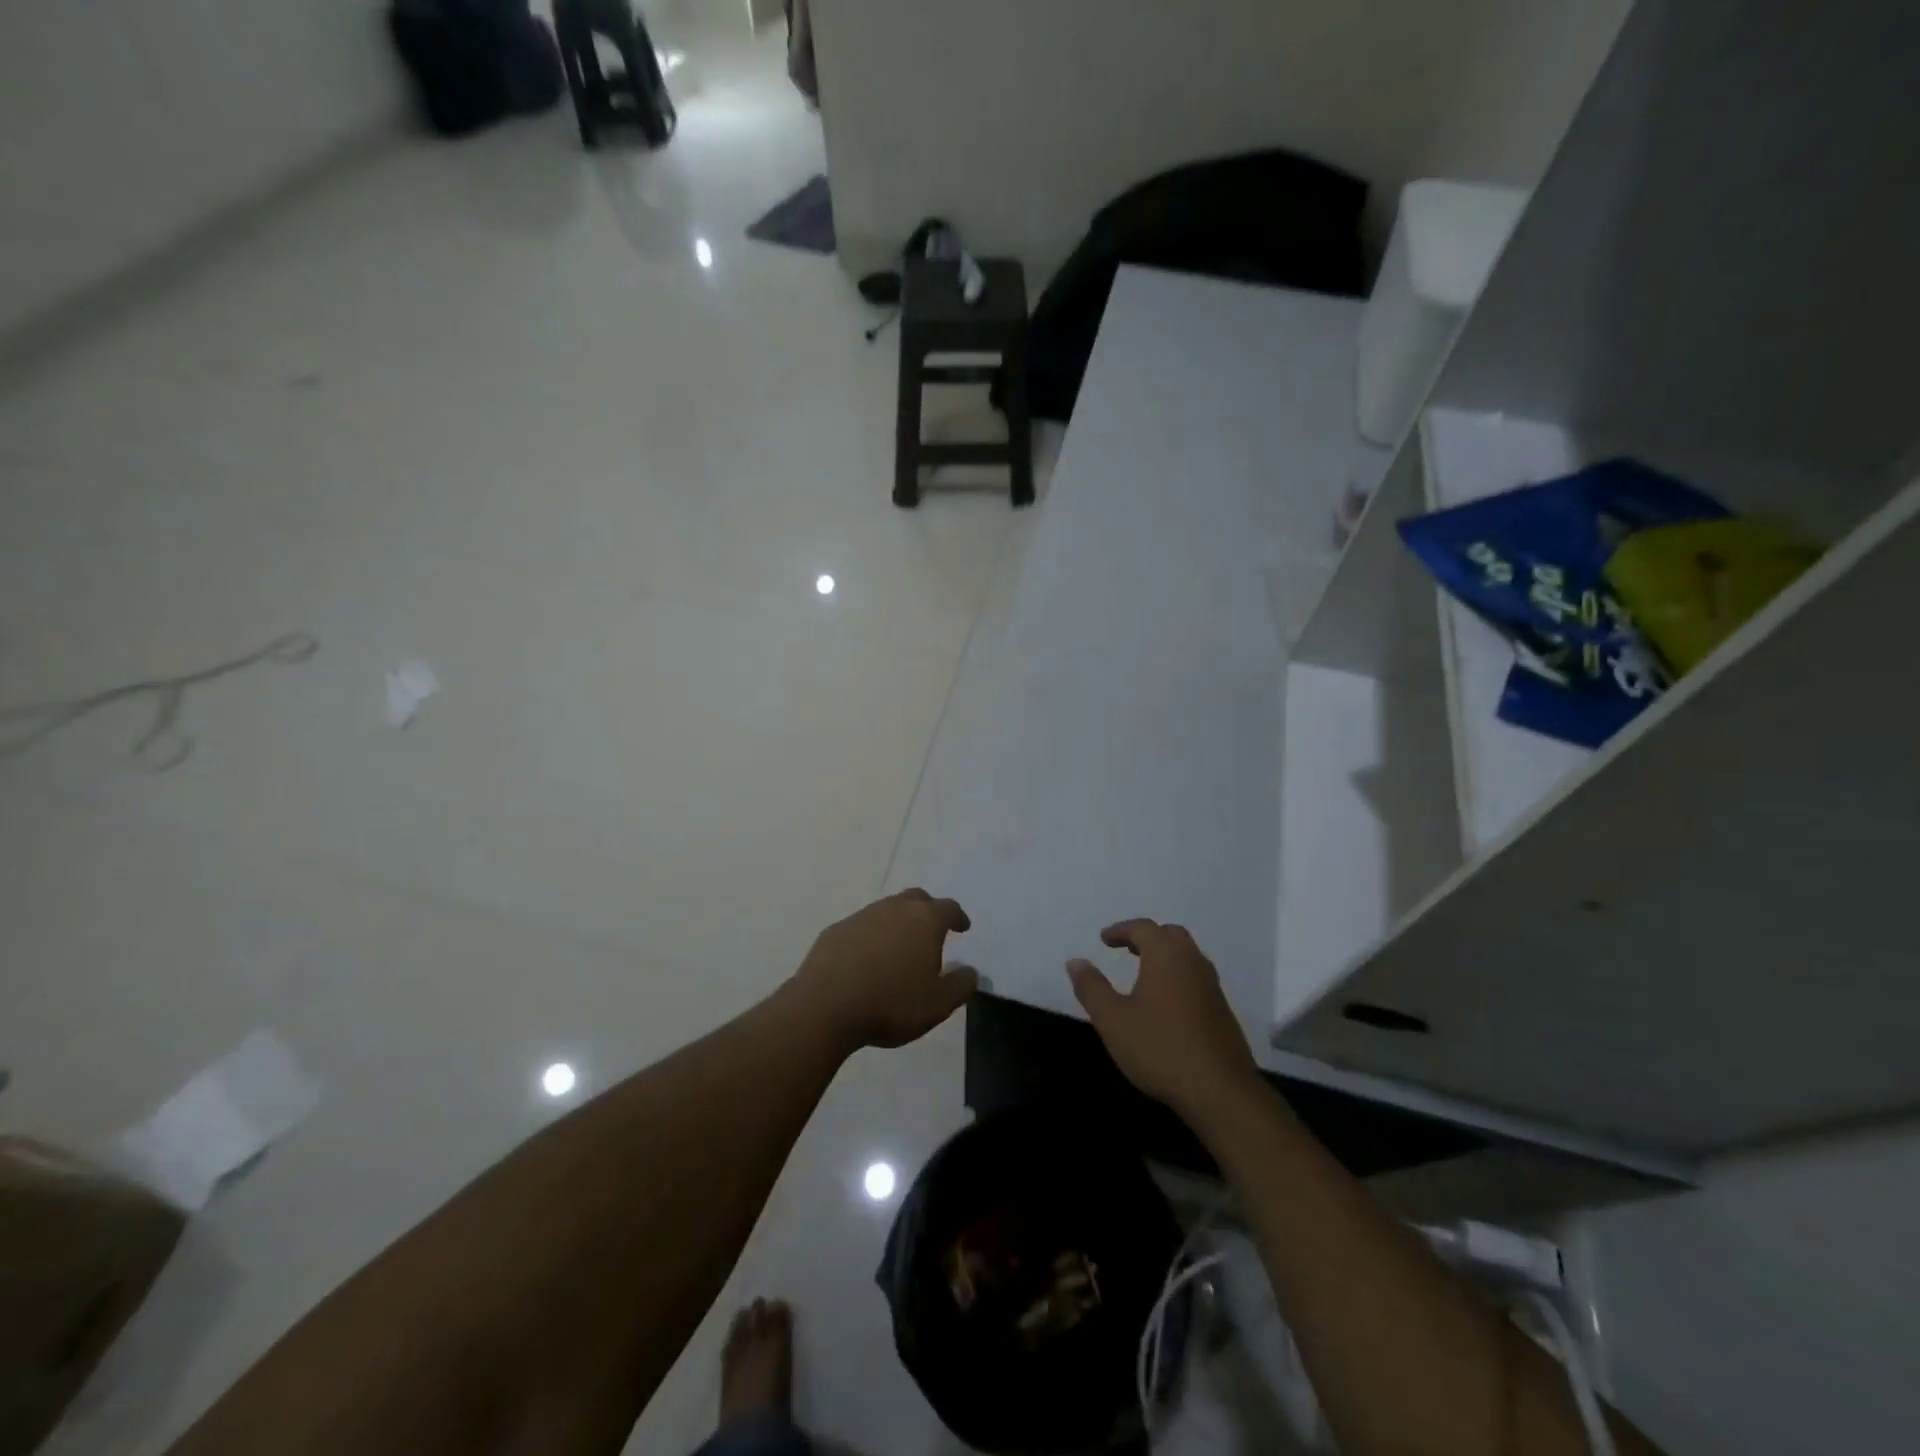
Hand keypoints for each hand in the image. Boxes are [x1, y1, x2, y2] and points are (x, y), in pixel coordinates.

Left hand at [791, 889, 977, 1052]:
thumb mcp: (938, 1005)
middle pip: (917, 899)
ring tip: (900, 946)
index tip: (962, 927)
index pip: (949, 908)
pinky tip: (868, 958)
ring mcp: (862, 916)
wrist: (825, 1006)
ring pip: (888, 910)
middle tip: (933, 929)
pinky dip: (872, 936)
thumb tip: (971, 971)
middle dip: (929, 910)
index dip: (958, 917)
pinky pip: (862, 926)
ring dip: (898, 922)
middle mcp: (895, 909)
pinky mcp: (836, 930)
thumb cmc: (891, 1004)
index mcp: (925, 921)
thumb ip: (961, 985)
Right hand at [1066, 919, 1261, 1122]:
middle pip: (1170, 936)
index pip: (1143, 928)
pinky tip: (1165, 1003)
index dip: (1121, 930)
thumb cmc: (1160, 1049)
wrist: (1221, 1092)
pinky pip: (1196, 978)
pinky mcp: (1222, 1011)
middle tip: (1126, 949)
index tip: (1104, 940)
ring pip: (1187, 957)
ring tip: (1143, 973)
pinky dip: (1177, 976)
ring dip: (1164, 956)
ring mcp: (1212, 987)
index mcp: (1167, 956)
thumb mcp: (1113, 1020)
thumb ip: (1092, 987)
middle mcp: (1193, 962)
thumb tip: (1075, 961)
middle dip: (1146, 938)